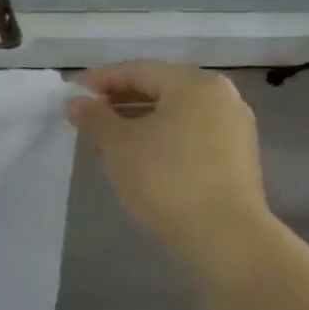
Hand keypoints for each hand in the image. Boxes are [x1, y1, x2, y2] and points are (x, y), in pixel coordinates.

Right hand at [68, 61, 268, 251]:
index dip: (101, 79)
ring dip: (137, 122)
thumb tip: (77, 103)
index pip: (138, 70)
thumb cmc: (165, 178)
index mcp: (194, 85)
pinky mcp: (236, 160)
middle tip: (86, 116)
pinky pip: (189, 136)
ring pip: (174, 115)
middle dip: (119, 101)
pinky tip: (135, 159)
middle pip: (159, 90)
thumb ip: (94, 117)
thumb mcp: (117, 144)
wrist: (224, 238)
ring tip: (104, 141)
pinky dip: (160, 139)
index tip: (72, 92)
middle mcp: (221, 98)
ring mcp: (233, 129)